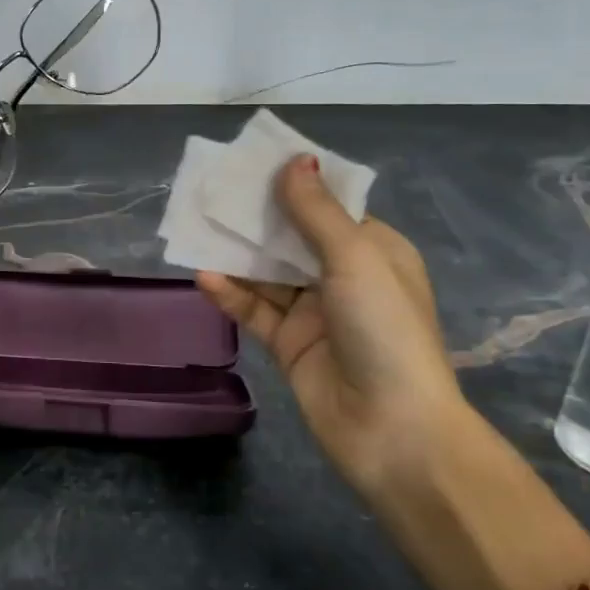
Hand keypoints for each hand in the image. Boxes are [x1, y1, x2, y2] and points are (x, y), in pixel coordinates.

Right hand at [197, 155, 465, 492]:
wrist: (392, 430)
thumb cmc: (384, 330)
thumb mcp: (355, 259)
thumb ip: (316, 212)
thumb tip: (294, 159)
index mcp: (373, 251)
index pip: (328, 207)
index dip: (293, 183)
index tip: (251, 161)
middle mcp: (343, 277)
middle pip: (291, 237)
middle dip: (255, 216)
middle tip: (211, 191)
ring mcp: (313, 312)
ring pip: (267, 273)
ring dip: (236, 254)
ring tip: (196, 227)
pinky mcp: (288, 344)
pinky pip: (254, 310)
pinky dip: (230, 294)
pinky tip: (203, 277)